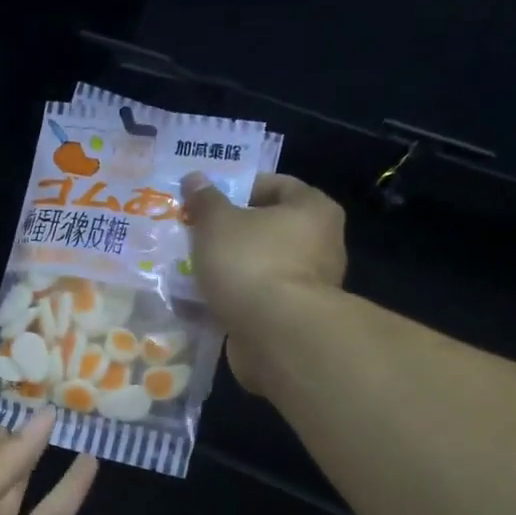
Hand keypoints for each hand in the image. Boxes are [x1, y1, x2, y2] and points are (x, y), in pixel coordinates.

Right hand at [182, 171, 347, 391]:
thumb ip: (205, 200)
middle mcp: (321, 244)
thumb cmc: (251, 263)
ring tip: (193, 270)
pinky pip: (257, 300)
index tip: (207, 201)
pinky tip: (202, 303)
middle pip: (268, 229)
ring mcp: (310, 286)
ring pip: (260, 267)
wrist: (276, 336)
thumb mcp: (217, 223)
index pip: (277, 185)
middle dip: (231, 233)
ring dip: (230, 269)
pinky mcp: (293, 319)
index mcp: (313, 209)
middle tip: (196, 235)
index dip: (240, 188)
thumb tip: (195, 178)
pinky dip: (233, 299)